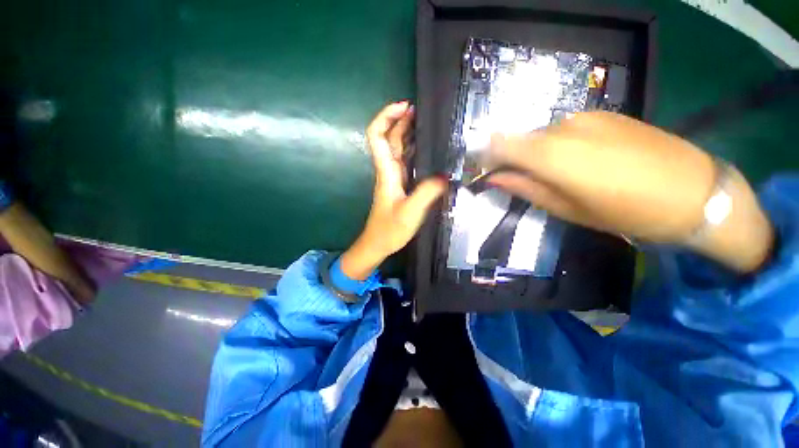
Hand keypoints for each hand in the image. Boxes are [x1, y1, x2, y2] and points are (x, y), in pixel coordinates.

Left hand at [340, 102, 446, 279]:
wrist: (378, 244)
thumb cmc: (390, 229)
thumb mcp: (411, 211)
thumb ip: (428, 191)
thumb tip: (446, 175)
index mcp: (386, 171)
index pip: (377, 136)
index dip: (386, 117)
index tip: (405, 107)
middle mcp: (388, 170)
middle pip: (388, 138)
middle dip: (400, 120)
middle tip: (421, 111)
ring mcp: (394, 177)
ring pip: (397, 148)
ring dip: (407, 133)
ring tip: (427, 124)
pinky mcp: (400, 185)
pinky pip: (406, 161)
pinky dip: (415, 150)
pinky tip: (428, 150)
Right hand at [487, 112, 773, 272]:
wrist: (696, 192)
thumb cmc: (626, 211)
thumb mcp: (566, 208)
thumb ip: (524, 188)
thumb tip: (494, 177)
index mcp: (550, 154)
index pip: (499, 145)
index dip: (486, 157)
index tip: (484, 171)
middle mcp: (562, 128)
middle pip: (520, 140)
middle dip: (513, 158)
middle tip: (521, 181)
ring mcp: (586, 117)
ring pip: (543, 134)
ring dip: (537, 152)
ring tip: (557, 175)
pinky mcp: (605, 114)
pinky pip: (565, 129)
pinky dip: (559, 144)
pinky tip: (581, 161)